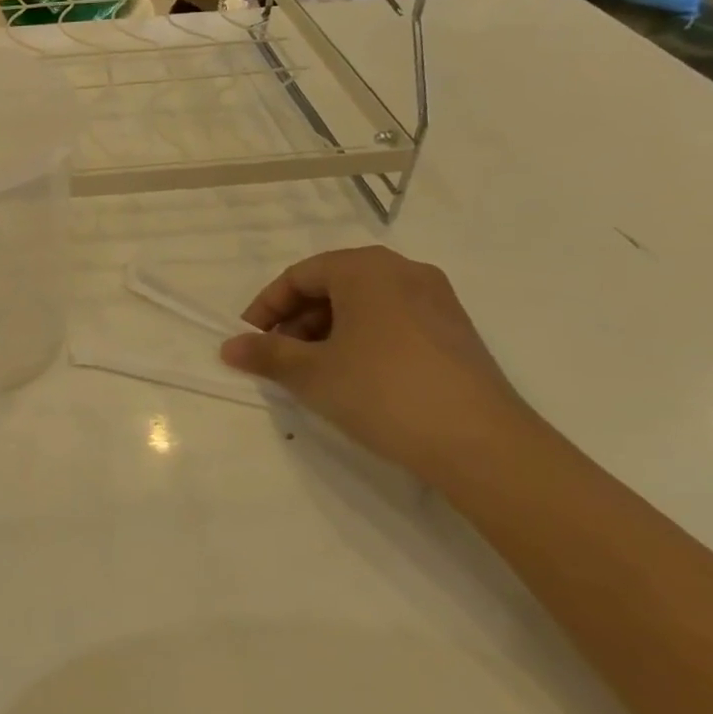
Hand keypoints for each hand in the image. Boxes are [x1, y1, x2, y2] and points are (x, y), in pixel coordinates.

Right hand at [220, 247, 535, 482]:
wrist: (483, 445)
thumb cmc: (382, 391)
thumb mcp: (311, 373)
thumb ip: (266, 354)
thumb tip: (229, 346)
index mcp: (365, 268)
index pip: (299, 276)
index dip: (266, 308)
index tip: (250, 341)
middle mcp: (403, 271)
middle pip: (332, 286)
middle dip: (297, 321)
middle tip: (279, 359)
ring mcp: (437, 301)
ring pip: (363, 305)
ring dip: (327, 333)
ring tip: (314, 372)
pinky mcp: (456, 333)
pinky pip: (392, 322)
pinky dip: (362, 340)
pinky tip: (355, 378)